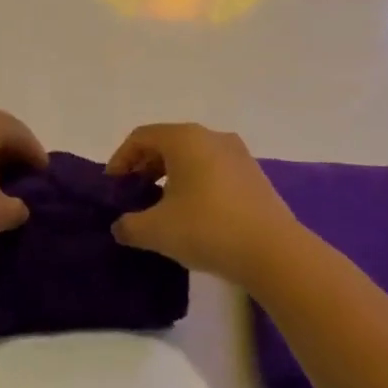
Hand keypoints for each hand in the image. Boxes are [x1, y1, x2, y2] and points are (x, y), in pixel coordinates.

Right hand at [106, 123, 303, 290]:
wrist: (273, 251)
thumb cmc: (207, 228)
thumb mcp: (156, 231)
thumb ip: (129, 226)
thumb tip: (120, 226)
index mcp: (185, 138)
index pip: (141, 137)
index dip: (120, 159)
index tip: (113, 188)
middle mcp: (212, 136)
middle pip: (167, 143)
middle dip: (145, 168)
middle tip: (133, 197)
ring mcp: (237, 154)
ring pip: (193, 157)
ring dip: (171, 177)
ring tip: (161, 208)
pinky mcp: (254, 175)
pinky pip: (214, 170)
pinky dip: (195, 184)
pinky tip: (193, 215)